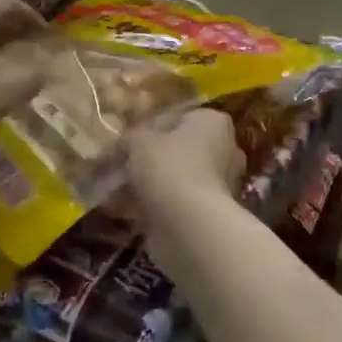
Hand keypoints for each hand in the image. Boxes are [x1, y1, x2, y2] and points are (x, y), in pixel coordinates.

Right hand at [125, 110, 244, 266]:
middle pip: (179, 150)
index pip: (179, 118)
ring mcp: (221, 184)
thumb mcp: (139, 141)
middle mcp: (225, 150)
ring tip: (116, 191)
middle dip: (150, 160)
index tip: (127, 142)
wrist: (187, 223)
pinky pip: (177, 203)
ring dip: (150, 185)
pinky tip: (126, 211)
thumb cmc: (168, 167)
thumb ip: (131, 138)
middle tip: (120, 166)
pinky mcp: (210, 212)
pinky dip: (154, 206)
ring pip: (177, 178)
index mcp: (214, 123)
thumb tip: (125, 145)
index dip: (150, 128)